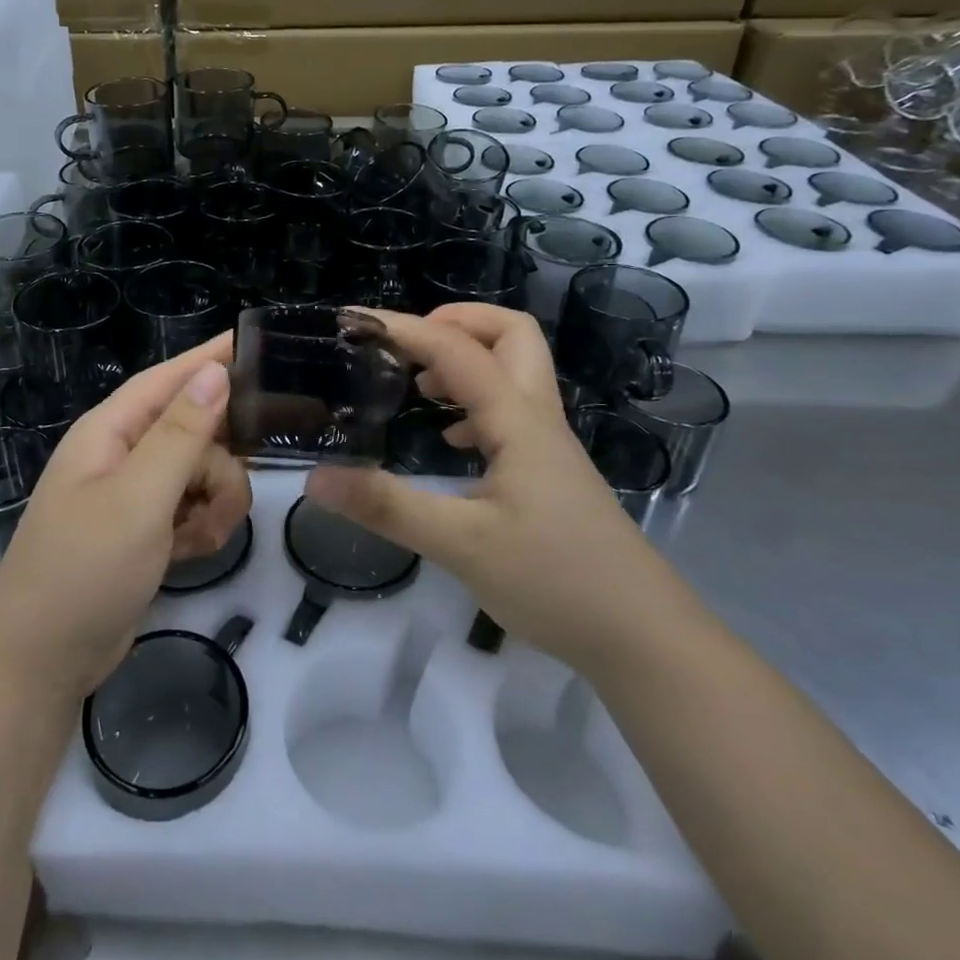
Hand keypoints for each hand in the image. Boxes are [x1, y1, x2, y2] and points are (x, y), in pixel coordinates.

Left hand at [0, 334, 248, 699]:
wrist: (43, 661)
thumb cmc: (84, 569)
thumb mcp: (138, 498)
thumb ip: (181, 434)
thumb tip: (214, 371)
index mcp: (111, 430)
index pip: (169, 378)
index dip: (210, 359)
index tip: (257, 342)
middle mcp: (124, 453)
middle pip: (197, 431)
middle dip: (218, 465)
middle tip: (224, 499)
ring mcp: (136, 493)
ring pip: (203, 474)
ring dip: (214, 504)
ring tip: (197, 540)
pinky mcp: (148, 528)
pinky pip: (194, 508)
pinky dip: (201, 529)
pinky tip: (189, 554)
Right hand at [305, 304, 674, 671]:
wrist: (643, 638)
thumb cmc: (557, 582)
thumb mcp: (461, 545)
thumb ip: (387, 507)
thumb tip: (316, 478)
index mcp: (517, 420)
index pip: (457, 349)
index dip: (403, 328)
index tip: (353, 323)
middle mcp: (536, 418)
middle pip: (510, 333)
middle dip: (455, 321)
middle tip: (405, 346)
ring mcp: (547, 444)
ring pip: (513, 369)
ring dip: (464, 359)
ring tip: (415, 387)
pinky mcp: (549, 471)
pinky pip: (510, 409)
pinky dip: (473, 402)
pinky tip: (448, 440)